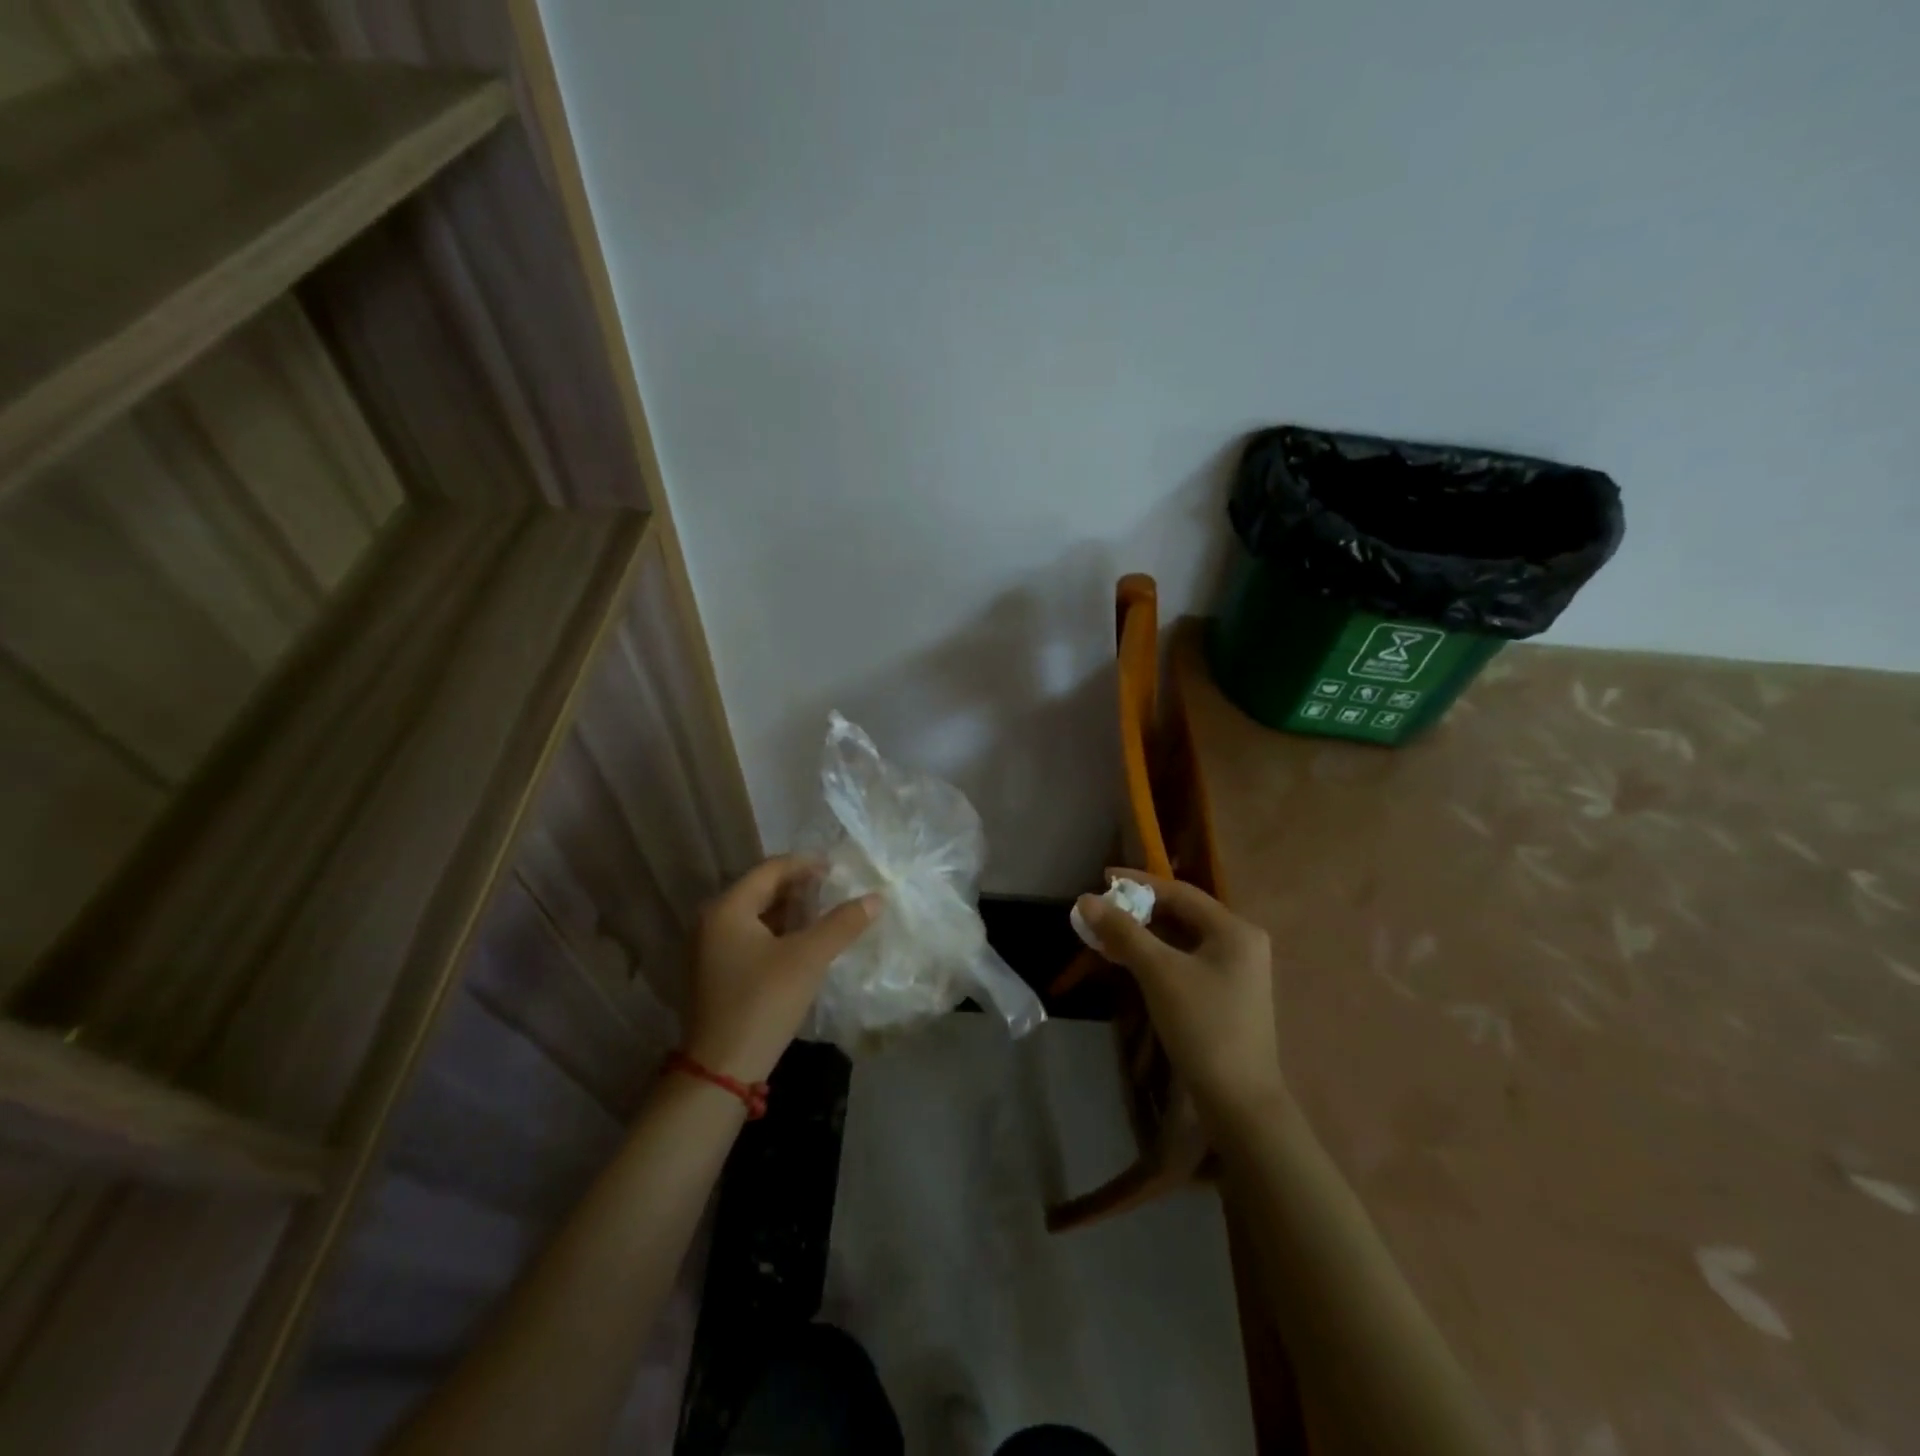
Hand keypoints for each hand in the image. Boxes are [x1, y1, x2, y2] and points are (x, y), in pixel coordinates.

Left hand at [684, 856, 878, 1083]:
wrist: (722, 1069)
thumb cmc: (763, 1002)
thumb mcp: (808, 958)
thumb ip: (842, 924)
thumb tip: (876, 898)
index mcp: (727, 908)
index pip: (770, 870)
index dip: (806, 864)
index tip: (837, 867)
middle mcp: (712, 921)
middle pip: (761, 890)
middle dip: (799, 887)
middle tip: (835, 888)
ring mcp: (710, 948)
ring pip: (757, 915)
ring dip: (790, 910)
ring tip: (825, 912)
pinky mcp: (716, 972)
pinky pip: (751, 937)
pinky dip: (778, 932)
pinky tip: (803, 942)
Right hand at [1074, 871, 1287, 1128]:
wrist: (1240, 1102)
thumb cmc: (1203, 1026)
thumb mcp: (1159, 973)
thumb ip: (1123, 932)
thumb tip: (1085, 900)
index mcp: (1234, 929)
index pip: (1180, 892)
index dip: (1139, 883)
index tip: (1103, 878)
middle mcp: (1240, 942)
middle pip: (1182, 914)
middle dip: (1139, 911)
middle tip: (1101, 911)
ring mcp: (1236, 971)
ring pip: (1182, 939)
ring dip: (1144, 935)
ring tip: (1106, 935)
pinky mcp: (1226, 995)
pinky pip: (1186, 961)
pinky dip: (1157, 956)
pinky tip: (1129, 962)